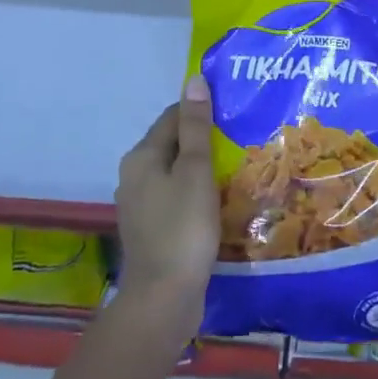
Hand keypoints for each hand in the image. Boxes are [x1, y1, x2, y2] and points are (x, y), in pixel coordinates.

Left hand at [115, 76, 219, 333]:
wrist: (163, 298)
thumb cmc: (182, 228)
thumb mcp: (195, 171)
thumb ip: (196, 126)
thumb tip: (194, 79)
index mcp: (142, 156)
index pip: (173, 116)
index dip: (203, 110)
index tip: (235, 112)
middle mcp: (134, 175)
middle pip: (174, 144)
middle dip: (205, 139)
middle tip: (243, 139)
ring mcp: (141, 204)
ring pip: (176, 172)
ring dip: (203, 168)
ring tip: (238, 167)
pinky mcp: (152, 228)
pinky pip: (177, 197)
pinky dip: (197, 193)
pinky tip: (221, 200)